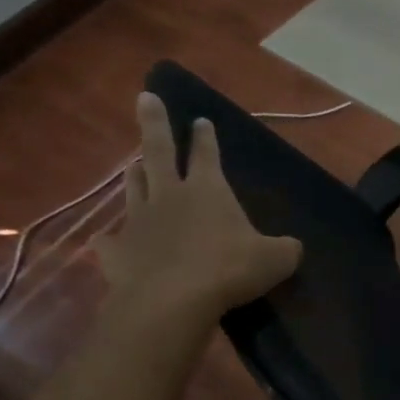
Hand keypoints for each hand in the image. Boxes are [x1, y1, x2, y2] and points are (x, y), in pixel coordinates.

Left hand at [96, 93, 301, 318]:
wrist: (172, 301)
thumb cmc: (229, 270)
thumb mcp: (276, 259)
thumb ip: (285, 249)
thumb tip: (291, 247)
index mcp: (208, 190)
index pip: (206, 154)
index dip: (205, 137)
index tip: (200, 120)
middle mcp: (169, 196)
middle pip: (157, 151)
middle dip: (153, 122)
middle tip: (145, 98)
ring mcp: (139, 222)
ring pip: (134, 188)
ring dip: (136, 174)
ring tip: (135, 165)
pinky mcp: (117, 252)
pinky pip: (110, 241)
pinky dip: (111, 239)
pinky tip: (108, 241)